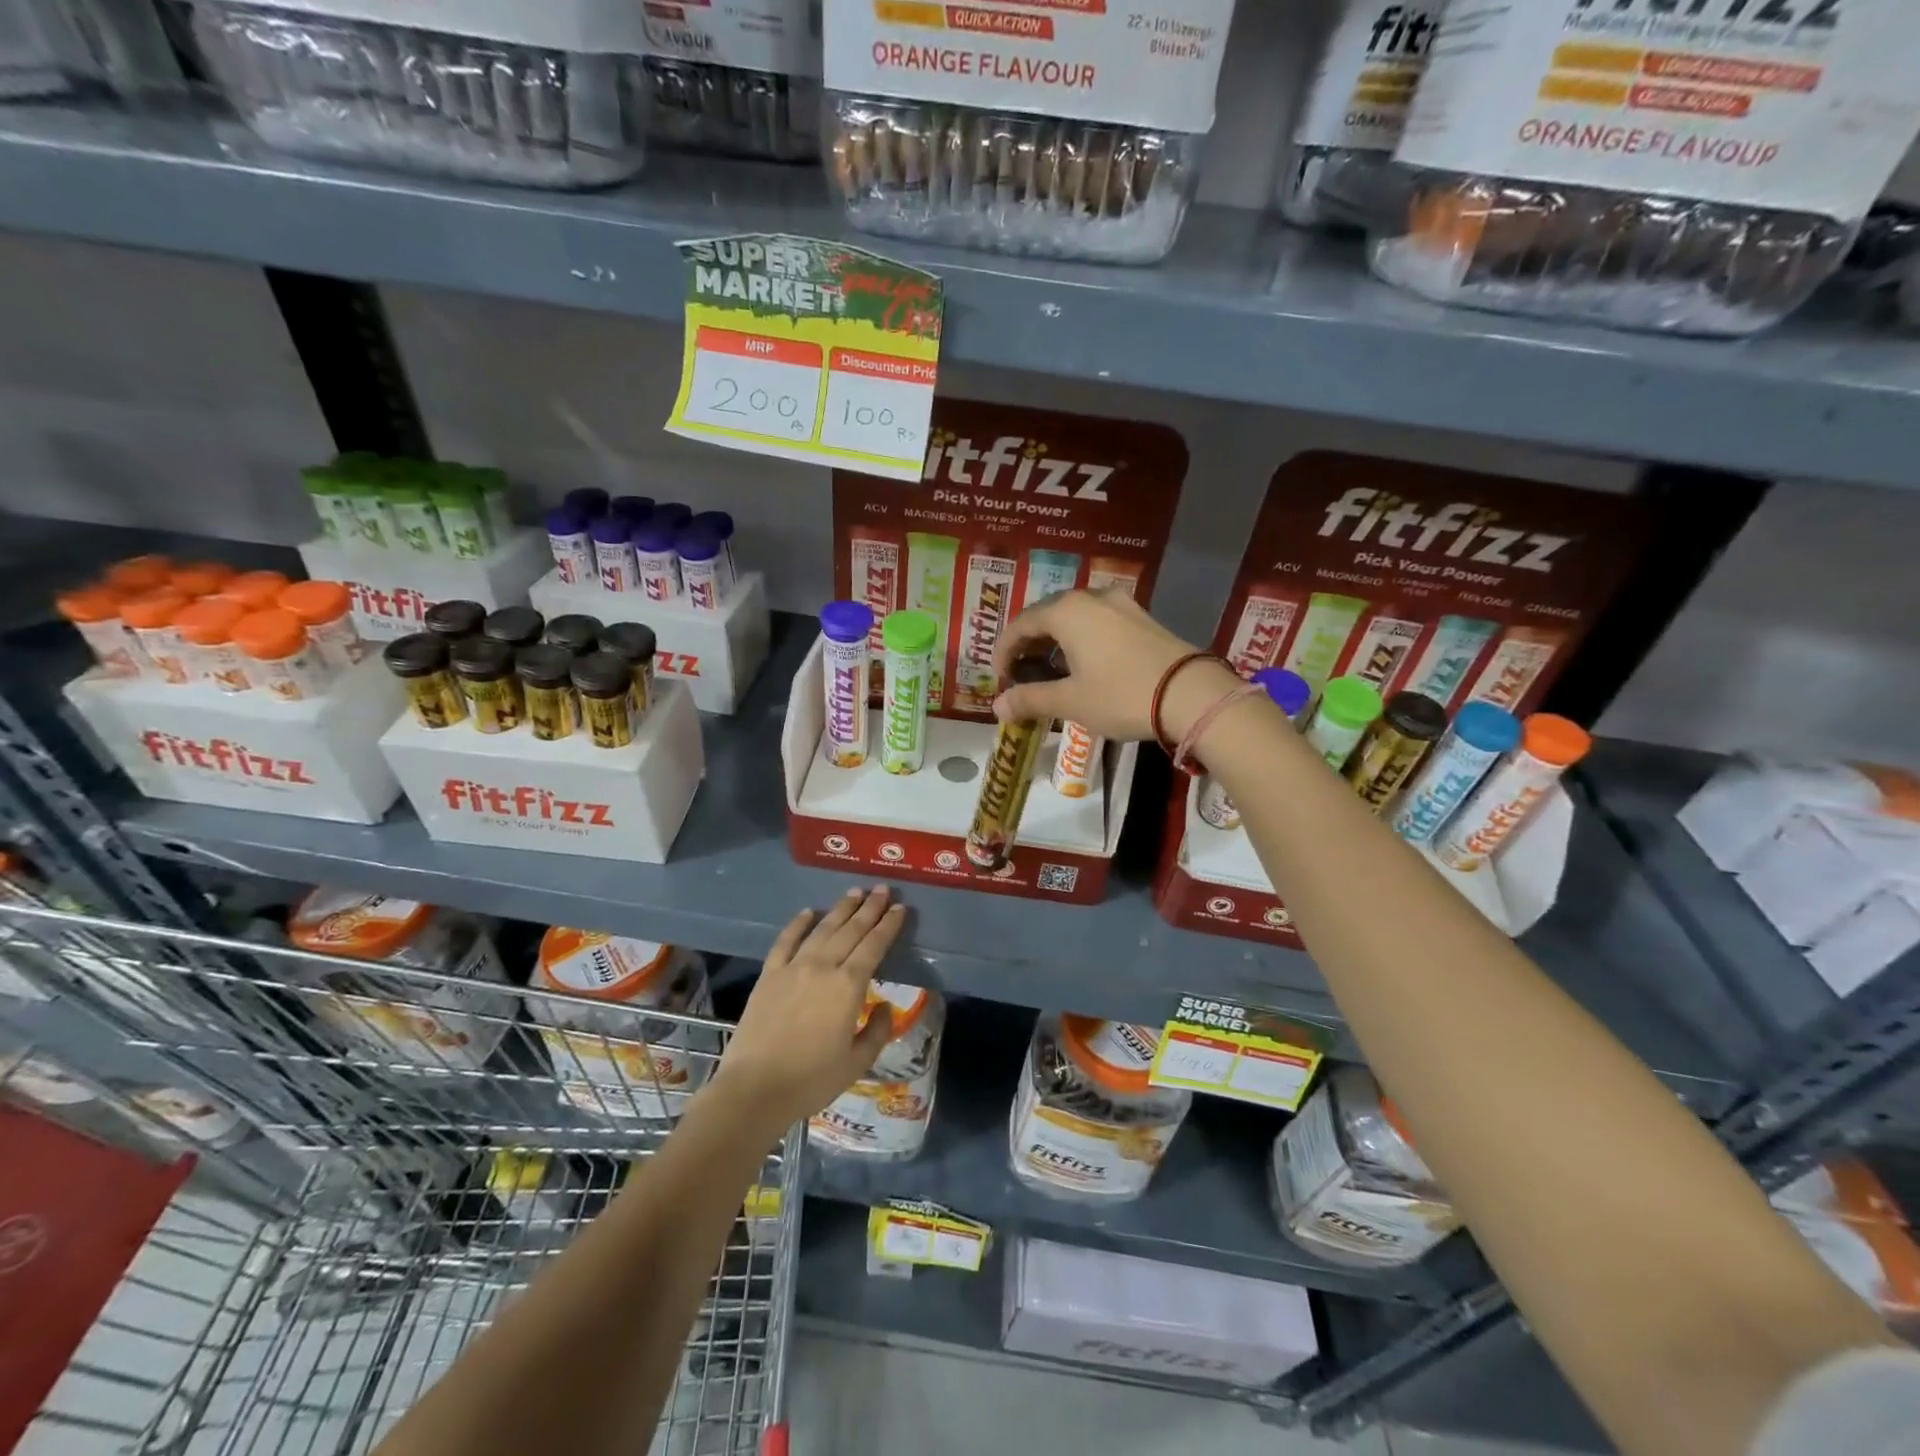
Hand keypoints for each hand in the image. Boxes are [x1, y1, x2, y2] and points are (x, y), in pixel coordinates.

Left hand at [710, 887, 905, 1131]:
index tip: (900, 908)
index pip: (874, 946)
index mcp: (848, 986)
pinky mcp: (769, 974)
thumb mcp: (856, 1063)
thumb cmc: (811, 1080)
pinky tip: (808, 912)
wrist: (754, 1089)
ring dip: (841, 909)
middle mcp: (823, 967)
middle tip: (883, 889)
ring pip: (822, 929)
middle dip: (870, 908)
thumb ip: (877, 1031)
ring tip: (855, 892)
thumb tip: (885, 1006)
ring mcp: (793, 967)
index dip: (889, 926)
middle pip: (851, 930)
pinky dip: (798, 923)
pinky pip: (786, 941)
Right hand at [990, 589, 1240, 742]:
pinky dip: (1080, 639)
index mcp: (1067, 611)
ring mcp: (1120, 605)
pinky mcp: (1141, 618)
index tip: (1000, 680)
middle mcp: (1091, 597)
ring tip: (1050, 670)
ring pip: (1074, 617)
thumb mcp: (1070, 701)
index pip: (1020, 624)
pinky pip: (1098, 622)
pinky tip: (1084, 664)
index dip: (1003, 652)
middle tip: (1020, 674)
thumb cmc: (1121, 695)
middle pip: (1046, 615)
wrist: (1191, 694)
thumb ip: (1031, 699)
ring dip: (1055, 641)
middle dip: (1028, 644)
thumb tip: (998, 706)